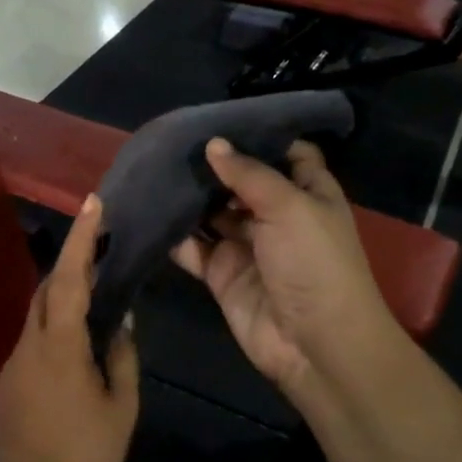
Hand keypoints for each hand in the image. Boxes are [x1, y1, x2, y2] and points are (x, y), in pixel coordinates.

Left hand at [0, 196, 138, 461]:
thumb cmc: (90, 459)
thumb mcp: (122, 407)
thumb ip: (123, 355)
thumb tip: (122, 318)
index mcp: (59, 350)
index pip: (68, 281)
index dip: (80, 240)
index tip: (92, 204)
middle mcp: (27, 349)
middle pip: (46, 292)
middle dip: (71, 262)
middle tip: (100, 243)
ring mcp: (11, 367)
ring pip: (37, 317)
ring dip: (63, 298)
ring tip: (95, 291)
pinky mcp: (5, 386)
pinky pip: (32, 343)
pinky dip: (53, 329)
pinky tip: (76, 344)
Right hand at [172, 139, 401, 414]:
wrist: (315, 345)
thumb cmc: (314, 264)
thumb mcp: (289, 206)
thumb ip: (248, 173)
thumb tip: (213, 144)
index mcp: (307, 192)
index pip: (286, 152)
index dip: (259, 134)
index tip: (220, 115)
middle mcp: (276, 214)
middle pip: (240, 181)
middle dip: (211, 163)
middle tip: (170, 138)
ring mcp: (246, 245)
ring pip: (211, 212)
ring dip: (188, 196)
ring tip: (151, 167)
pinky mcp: (221, 273)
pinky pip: (193, 248)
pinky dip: (173, 234)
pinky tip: (147, 210)